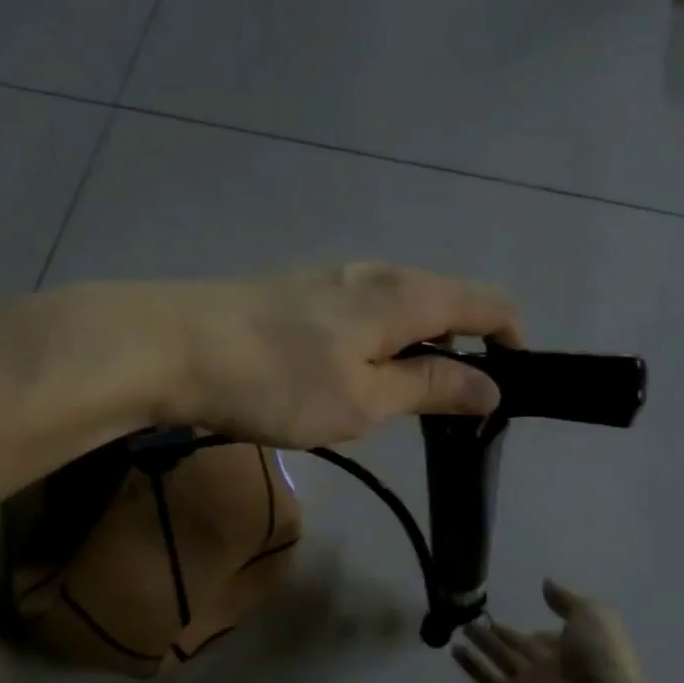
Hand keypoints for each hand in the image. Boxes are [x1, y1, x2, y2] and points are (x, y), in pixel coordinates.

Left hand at [163, 262, 522, 447]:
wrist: (172, 346)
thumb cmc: (277, 380)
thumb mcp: (363, 399)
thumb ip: (430, 388)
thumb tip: (490, 387)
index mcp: (405, 294)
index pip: (487, 302)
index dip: (511, 339)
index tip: (512, 385)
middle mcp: (376, 273)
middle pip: (444, 302)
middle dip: (461, 349)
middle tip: (450, 409)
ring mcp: (331, 278)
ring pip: (397, 309)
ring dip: (414, 349)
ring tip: (397, 401)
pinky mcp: (297, 292)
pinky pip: (360, 313)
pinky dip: (375, 343)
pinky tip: (347, 378)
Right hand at [454, 580, 646, 682]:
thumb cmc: (600, 657)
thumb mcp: (591, 615)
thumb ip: (566, 600)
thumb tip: (546, 584)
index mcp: (574, 648)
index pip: (547, 636)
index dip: (533, 627)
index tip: (513, 614)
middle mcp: (550, 666)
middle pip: (519, 647)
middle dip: (500, 633)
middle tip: (475, 616)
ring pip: (500, 659)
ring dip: (482, 644)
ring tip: (461, 626)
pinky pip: (488, 680)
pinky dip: (471, 666)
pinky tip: (453, 650)